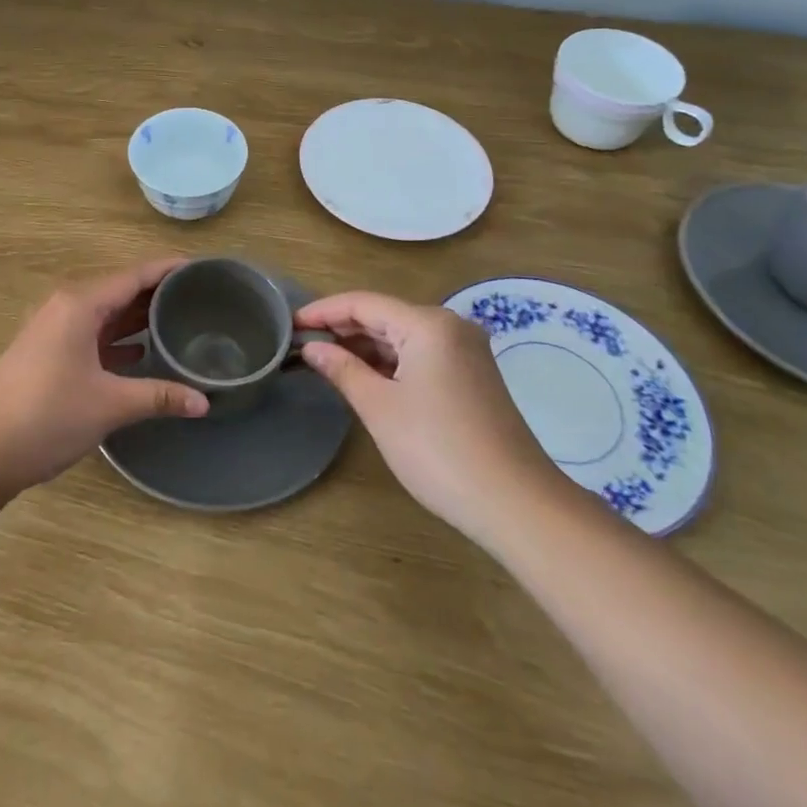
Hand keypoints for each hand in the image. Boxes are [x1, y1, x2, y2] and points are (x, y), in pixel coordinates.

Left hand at [0, 258, 209, 495]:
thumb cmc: (47, 416)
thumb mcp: (109, 405)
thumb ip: (159, 396)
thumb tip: (204, 402)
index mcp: (80, 305)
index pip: (134, 276)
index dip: (169, 270)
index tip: (203, 268)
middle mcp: (66, 307)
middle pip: (120, 291)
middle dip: (158, 294)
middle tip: (202, 298)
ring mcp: (54, 330)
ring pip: (106, 314)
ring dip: (138, 318)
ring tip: (181, 322)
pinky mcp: (48, 353)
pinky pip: (93, 334)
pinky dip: (119, 339)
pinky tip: (144, 353)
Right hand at [296, 291, 569, 548]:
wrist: (516, 504)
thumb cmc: (438, 450)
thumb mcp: (379, 407)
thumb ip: (342, 369)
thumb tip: (311, 348)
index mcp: (428, 323)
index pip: (363, 303)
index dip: (323, 311)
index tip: (289, 324)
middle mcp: (450, 326)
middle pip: (384, 315)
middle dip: (342, 329)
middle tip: (301, 344)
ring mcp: (466, 351)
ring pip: (402, 336)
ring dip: (365, 346)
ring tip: (325, 361)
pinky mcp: (472, 375)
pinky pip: (420, 354)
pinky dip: (390, 362)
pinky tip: (365, 377)